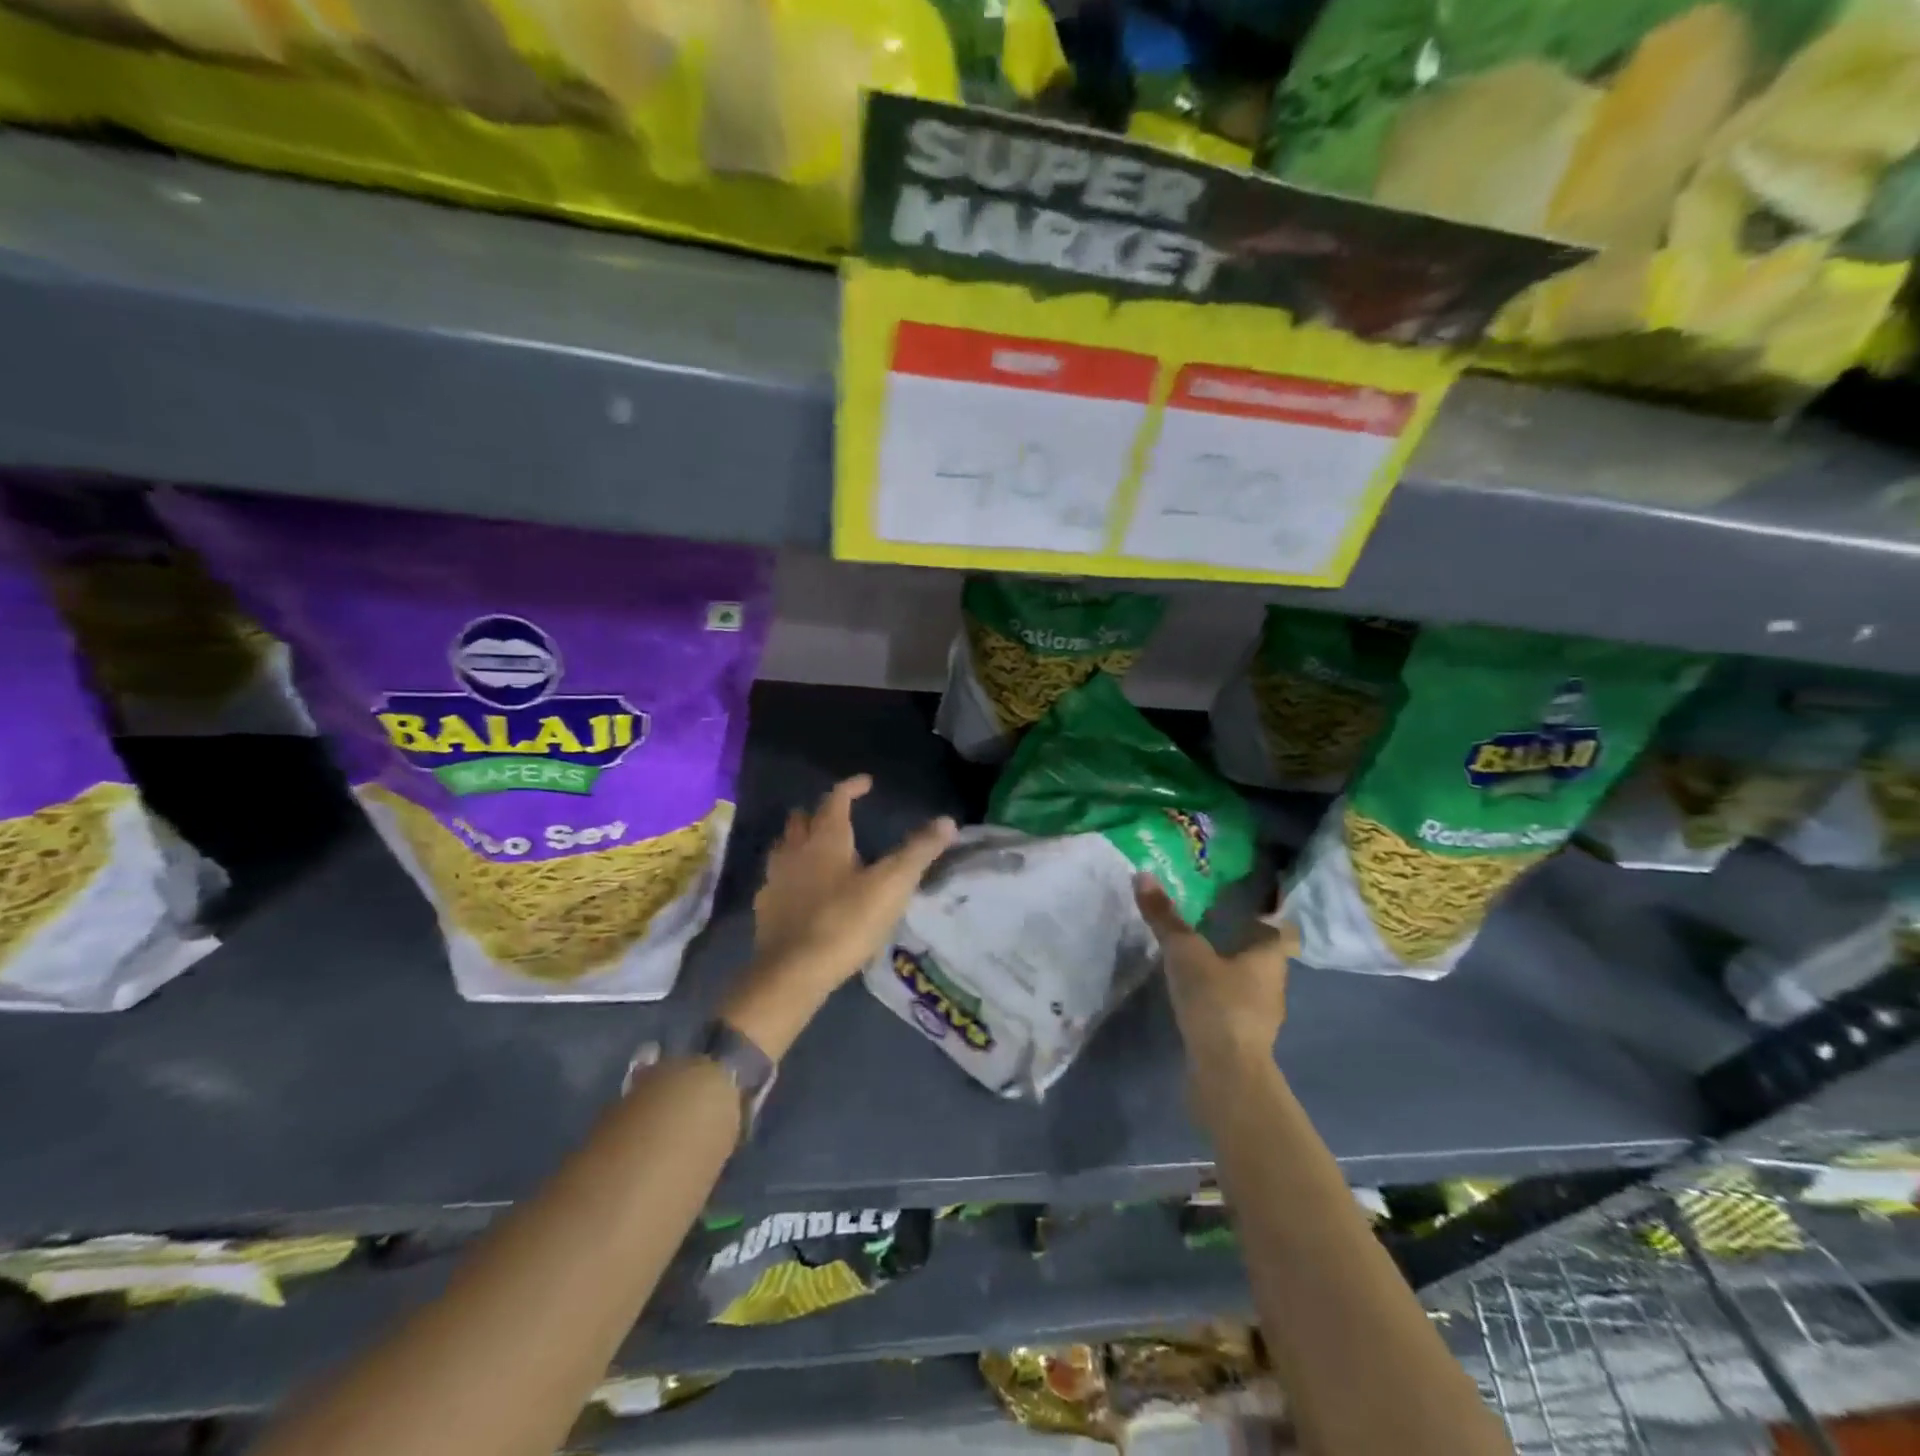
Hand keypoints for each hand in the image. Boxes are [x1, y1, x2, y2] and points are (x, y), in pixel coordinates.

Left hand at [722, 777, 956, 1059]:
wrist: (793, 971)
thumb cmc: (846, 921)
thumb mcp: (892, 885)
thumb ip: (919, 851)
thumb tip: (948, 821)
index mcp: (826, 838)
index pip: (836, 799)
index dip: (851, 787)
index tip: (866, 783)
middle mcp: (795, 850)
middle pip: (802, 818)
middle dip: (819, 813)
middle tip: (839, 818)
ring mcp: (775, 878)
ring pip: (784, 846)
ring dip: (800, 841)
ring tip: (819, 852)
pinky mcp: (765, 907)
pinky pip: (776, 879)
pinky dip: (790, 876)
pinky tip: (801, 892)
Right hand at [1135, 873, 1294, 1065]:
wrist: (1226, 1073)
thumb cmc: (1216, 1001)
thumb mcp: (1184, 952)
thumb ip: (1165, 917)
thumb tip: (1143, 873)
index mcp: (1269, 956)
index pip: (1280, 928)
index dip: (1266, 915)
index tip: (1242, 903)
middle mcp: (1274, 983)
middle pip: (1263, 954)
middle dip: (1240, 940)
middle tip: (1209, 921)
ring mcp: (1262, 1015)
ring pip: (1249, 982)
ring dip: (1229, 970)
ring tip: (1198, 956)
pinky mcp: (1245, 1039)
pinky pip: (1234, 1006)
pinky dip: (1220, 996)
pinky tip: (1196, 994)